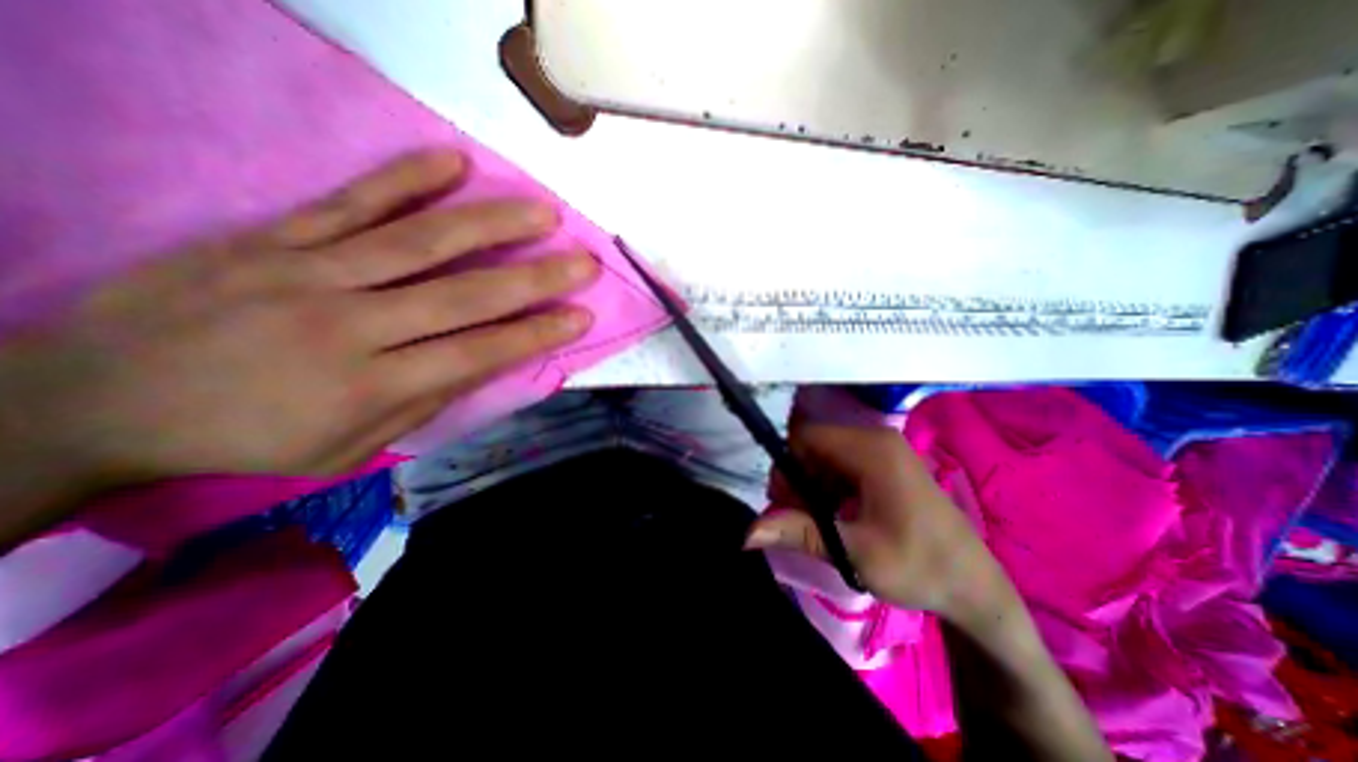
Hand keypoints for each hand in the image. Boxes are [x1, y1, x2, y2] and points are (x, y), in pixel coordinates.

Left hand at [0, 148, 597, 486]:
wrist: (93, 401)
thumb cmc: (248, 438)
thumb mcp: (350, 446)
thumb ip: (425, 401)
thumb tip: (485, 363)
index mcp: (372, 384)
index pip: (480, 352)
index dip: (538, 334)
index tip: (582, 317)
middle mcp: (353, 323)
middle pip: (465, 295)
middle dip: (536, 279)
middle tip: (584, 262)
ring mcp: (312, 270)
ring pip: (422, 240)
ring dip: (493, 224)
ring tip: (544, 212)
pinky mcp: (274, 236)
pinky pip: (352, 201)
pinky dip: (406, 178)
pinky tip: (452, 161)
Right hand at [742, 420, 1006, 621]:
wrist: (975, 587)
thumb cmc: (920, 567)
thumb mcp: (855, 553)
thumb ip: (799, 533)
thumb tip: (746, 532)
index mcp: (870, 449)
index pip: (804, 437)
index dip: (786, 465)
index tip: (785, 502)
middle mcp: (875, 438)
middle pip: (813, 445)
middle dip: (798, 479)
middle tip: (800, 517)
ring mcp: (882, 449)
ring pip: (824, 455)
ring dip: (812, 485)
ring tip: (819, 521)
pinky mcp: (885, 463)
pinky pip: (840, 464)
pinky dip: (828, 487)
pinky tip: (837, 515)